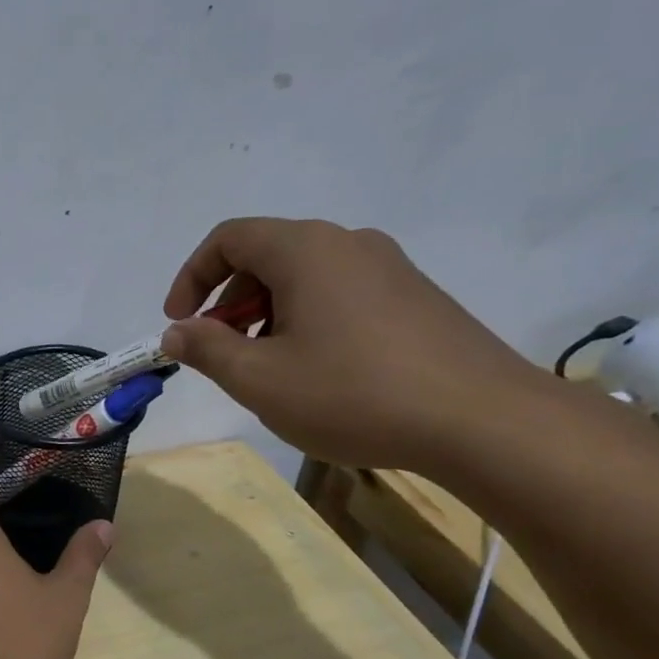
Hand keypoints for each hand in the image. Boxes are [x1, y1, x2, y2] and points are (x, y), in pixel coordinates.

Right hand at [160, 217, 551, 472]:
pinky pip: (340, 295)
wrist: (480, 420)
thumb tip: (177, 332)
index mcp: (306, 250)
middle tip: (220, 353)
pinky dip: (306, 322)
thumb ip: (206, 349)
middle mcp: (348, 244)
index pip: (229, 238)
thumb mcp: (258, 379)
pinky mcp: (414, 297)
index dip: (191, 277)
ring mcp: (389, 268)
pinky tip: (317, 373)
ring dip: (266, 315)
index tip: (179, 324)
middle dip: (228, 302)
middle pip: (266, 255)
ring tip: (267, 370)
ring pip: (304, 278)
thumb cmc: (352, 394)